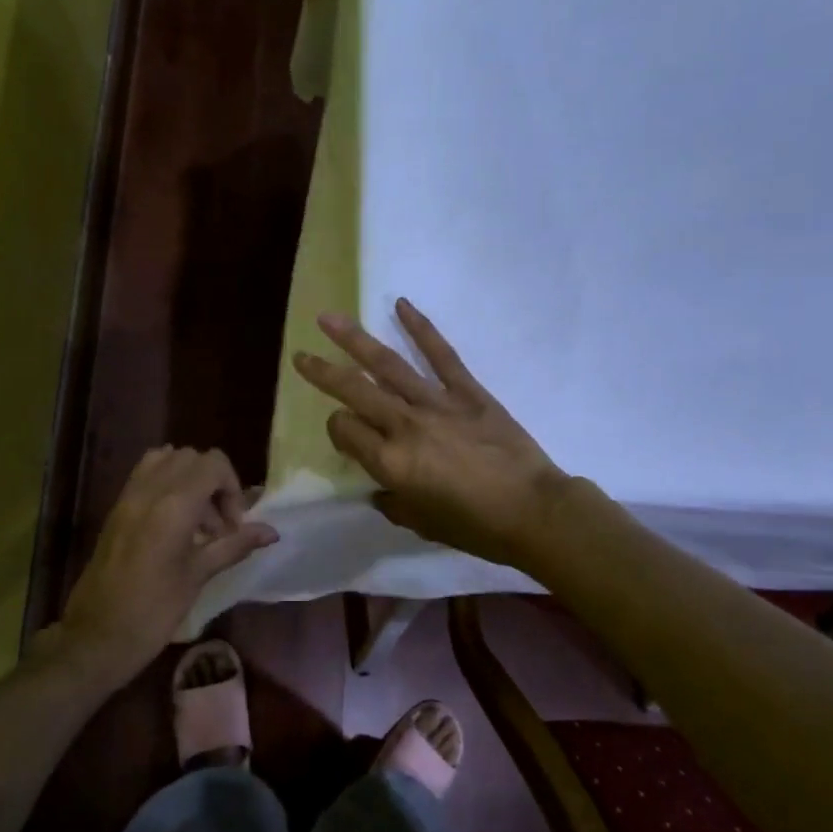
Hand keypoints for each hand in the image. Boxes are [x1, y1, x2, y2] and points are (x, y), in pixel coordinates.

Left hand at [50, 447, 277, 687]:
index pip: (214, 464)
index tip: (233, 526)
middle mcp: (150, 490)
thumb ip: (235, 545)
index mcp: (174, 505)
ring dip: (190, 480)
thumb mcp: (198, 576)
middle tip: (219, 524)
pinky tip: (174, 521)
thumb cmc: (154, 610)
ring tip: (197, 523)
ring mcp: (129, 496)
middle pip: (192, 458)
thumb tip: (271, 532)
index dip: (232, 488)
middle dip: (214, 482)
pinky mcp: (117, 508)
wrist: (96, 637)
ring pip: (167, 460)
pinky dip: (167, 484)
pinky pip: (146, 475)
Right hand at [292, 299, 569, 571]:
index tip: (346, 435)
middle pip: (354, 391)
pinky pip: (440, 354)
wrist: (533, 511)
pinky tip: (401, 304)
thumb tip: (382, 489)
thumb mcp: (421, 524)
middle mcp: (404, 425)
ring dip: (354, 339)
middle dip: (323, 372)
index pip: (345, 431)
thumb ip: (393, 503)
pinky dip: (421, 327)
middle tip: (300, 356)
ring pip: (387, 364)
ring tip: (328, 318)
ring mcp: (436, 403)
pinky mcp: (468, 391)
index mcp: (390, 462)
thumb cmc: (474, 527)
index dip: (337, 430)